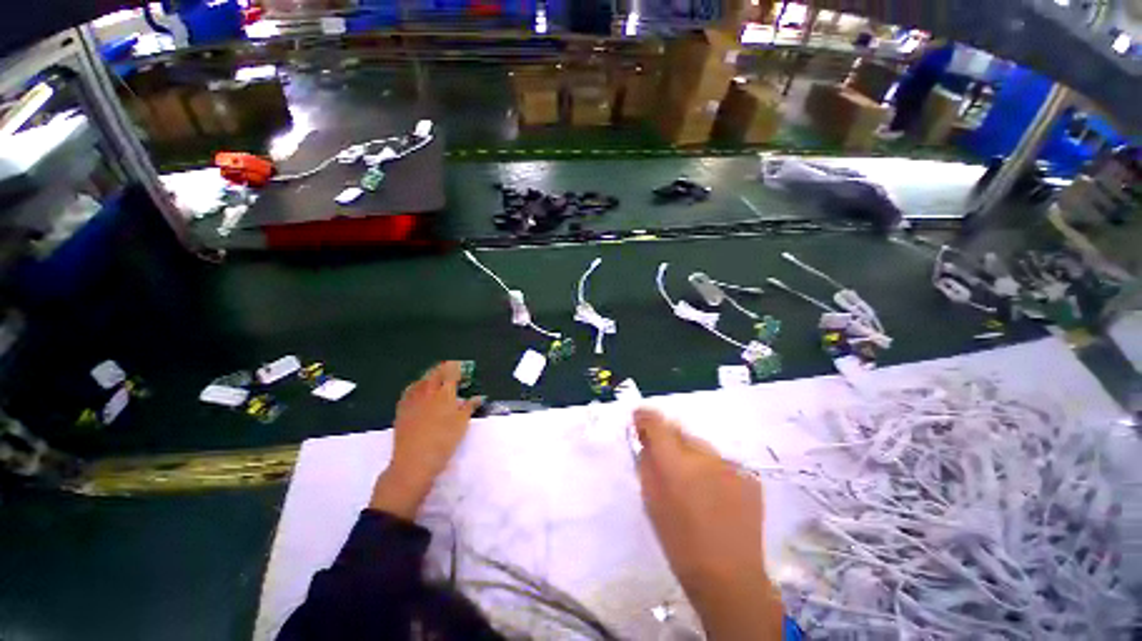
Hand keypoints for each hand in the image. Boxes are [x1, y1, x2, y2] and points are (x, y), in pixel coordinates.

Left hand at [370, 361, 482, 518]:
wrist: (414, 461)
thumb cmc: (443, 441)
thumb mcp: (462, 424)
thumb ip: (469, 407)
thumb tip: (477, 398)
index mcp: (444, 393)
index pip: (451, 373)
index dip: (457, 368)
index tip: (462, 369)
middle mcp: (427, 392)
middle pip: (435, 373)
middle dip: (444, 369)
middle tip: (451, 370)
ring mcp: (412, 400)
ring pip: (421, 380)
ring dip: (430, 376)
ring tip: (436, 378)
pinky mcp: (401, 409)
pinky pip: (409, 391)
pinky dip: (416, 386)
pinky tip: (418, 390)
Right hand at [634, 408, 782, 639]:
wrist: (730, 578)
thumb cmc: (679, 543)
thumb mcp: (651, 501)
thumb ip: (646, 463)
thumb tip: (645, 440)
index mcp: (675, 464)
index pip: (657, 423)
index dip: (646, 417)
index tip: (639, 419)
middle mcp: (704, 456)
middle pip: (680, 432)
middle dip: (670, 440)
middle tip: (668, 461)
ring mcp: (730, 465)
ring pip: (702, 447)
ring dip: (692, 456)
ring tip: (694, 484)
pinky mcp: (749, 476)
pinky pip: (722, 463)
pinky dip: (713, 471)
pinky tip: (715, 495)